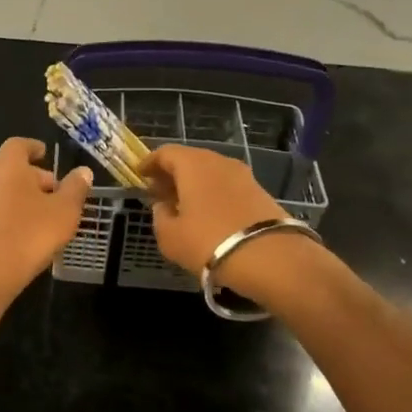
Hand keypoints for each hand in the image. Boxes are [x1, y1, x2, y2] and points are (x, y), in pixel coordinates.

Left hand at [0, 138, 93, 305]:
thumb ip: (75, 189)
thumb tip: (83, 171)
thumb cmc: (28, 235)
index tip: (45, 153)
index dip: (33, 147)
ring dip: (25, 200)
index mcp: (7, 168)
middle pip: (11, 171)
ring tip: (48, 218)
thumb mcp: (63, 212)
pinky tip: (28, 238)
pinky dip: (13, 218)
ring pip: (4, 194)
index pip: (18, 145)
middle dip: (34, 178)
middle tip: (57, 193)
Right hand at [140, 145, 283, 274]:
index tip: (140, 174)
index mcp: (193, 164)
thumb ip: (160, 216)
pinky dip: (213, 194)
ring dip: (194, 184)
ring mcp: (243, 176)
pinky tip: (208, 214)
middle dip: (172, 174)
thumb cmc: (209, 242)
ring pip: (211, 173)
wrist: (271, 258)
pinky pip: (227, 186)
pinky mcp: (260, 192)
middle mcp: (219, 162)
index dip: (149, 163)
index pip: (165, 153)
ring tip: (183, 205)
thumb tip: (162, 205)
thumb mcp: (170, 236)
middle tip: (159, 191)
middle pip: (190, 160)